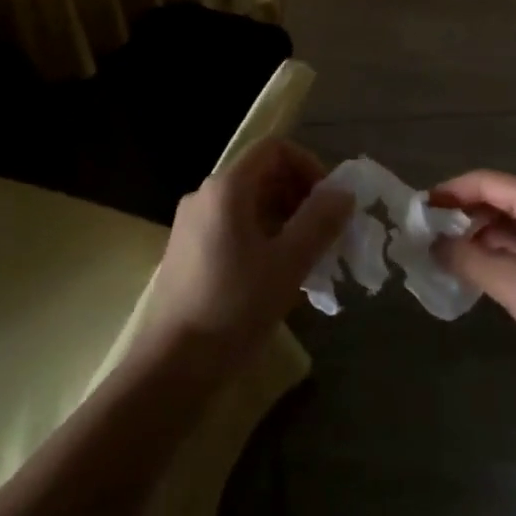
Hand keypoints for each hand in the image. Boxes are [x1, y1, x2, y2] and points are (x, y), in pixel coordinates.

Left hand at [148, 139, 353, 356]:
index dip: (309, 166)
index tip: (329, 203)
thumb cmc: (235, 306)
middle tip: (326, 233)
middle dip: (301, 196)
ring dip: (286, 219)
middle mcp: (205, 196)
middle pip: (263, 174)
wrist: (172, 366)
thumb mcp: (289, 263)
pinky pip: (234, 226)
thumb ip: (320, 221)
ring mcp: (192, 224)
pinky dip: (264, 236)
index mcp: (227, 189)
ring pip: (251, 203)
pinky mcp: (188, 251)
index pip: (275, 149)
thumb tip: (343, 193)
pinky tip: (279, 273)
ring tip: (308, 257)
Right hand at [431, 170, 515, 377]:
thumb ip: (465, 258)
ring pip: (509, 220)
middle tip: (426, 233)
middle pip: (497, 197)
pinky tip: (476, 268)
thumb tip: (433, 243)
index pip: (485, 181)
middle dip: (461, 212)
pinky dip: (496, 249)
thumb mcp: (509, 282)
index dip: (449, 192)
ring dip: (478, 232)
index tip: (418, 210)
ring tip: (444, 252)